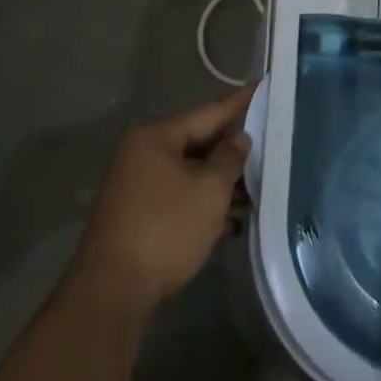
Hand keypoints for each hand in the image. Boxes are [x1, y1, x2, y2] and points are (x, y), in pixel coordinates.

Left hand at [69, 86, 253, 317]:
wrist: (112, 294)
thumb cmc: (166, 229)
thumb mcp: (209, 190)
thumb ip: (230, 159)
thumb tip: (238, 139)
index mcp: (156, 138)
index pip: (208, 112)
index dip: (239, 102)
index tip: (262, 86)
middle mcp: (142, 155)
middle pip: (197, 143)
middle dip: (231, 150)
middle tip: (268, 142)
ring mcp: (137, 188)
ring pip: (189, 174)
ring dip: (220, 182)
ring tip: (257, 189)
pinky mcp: (137, 218)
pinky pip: (179, 199)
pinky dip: (203, 205)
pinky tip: (231, 222)